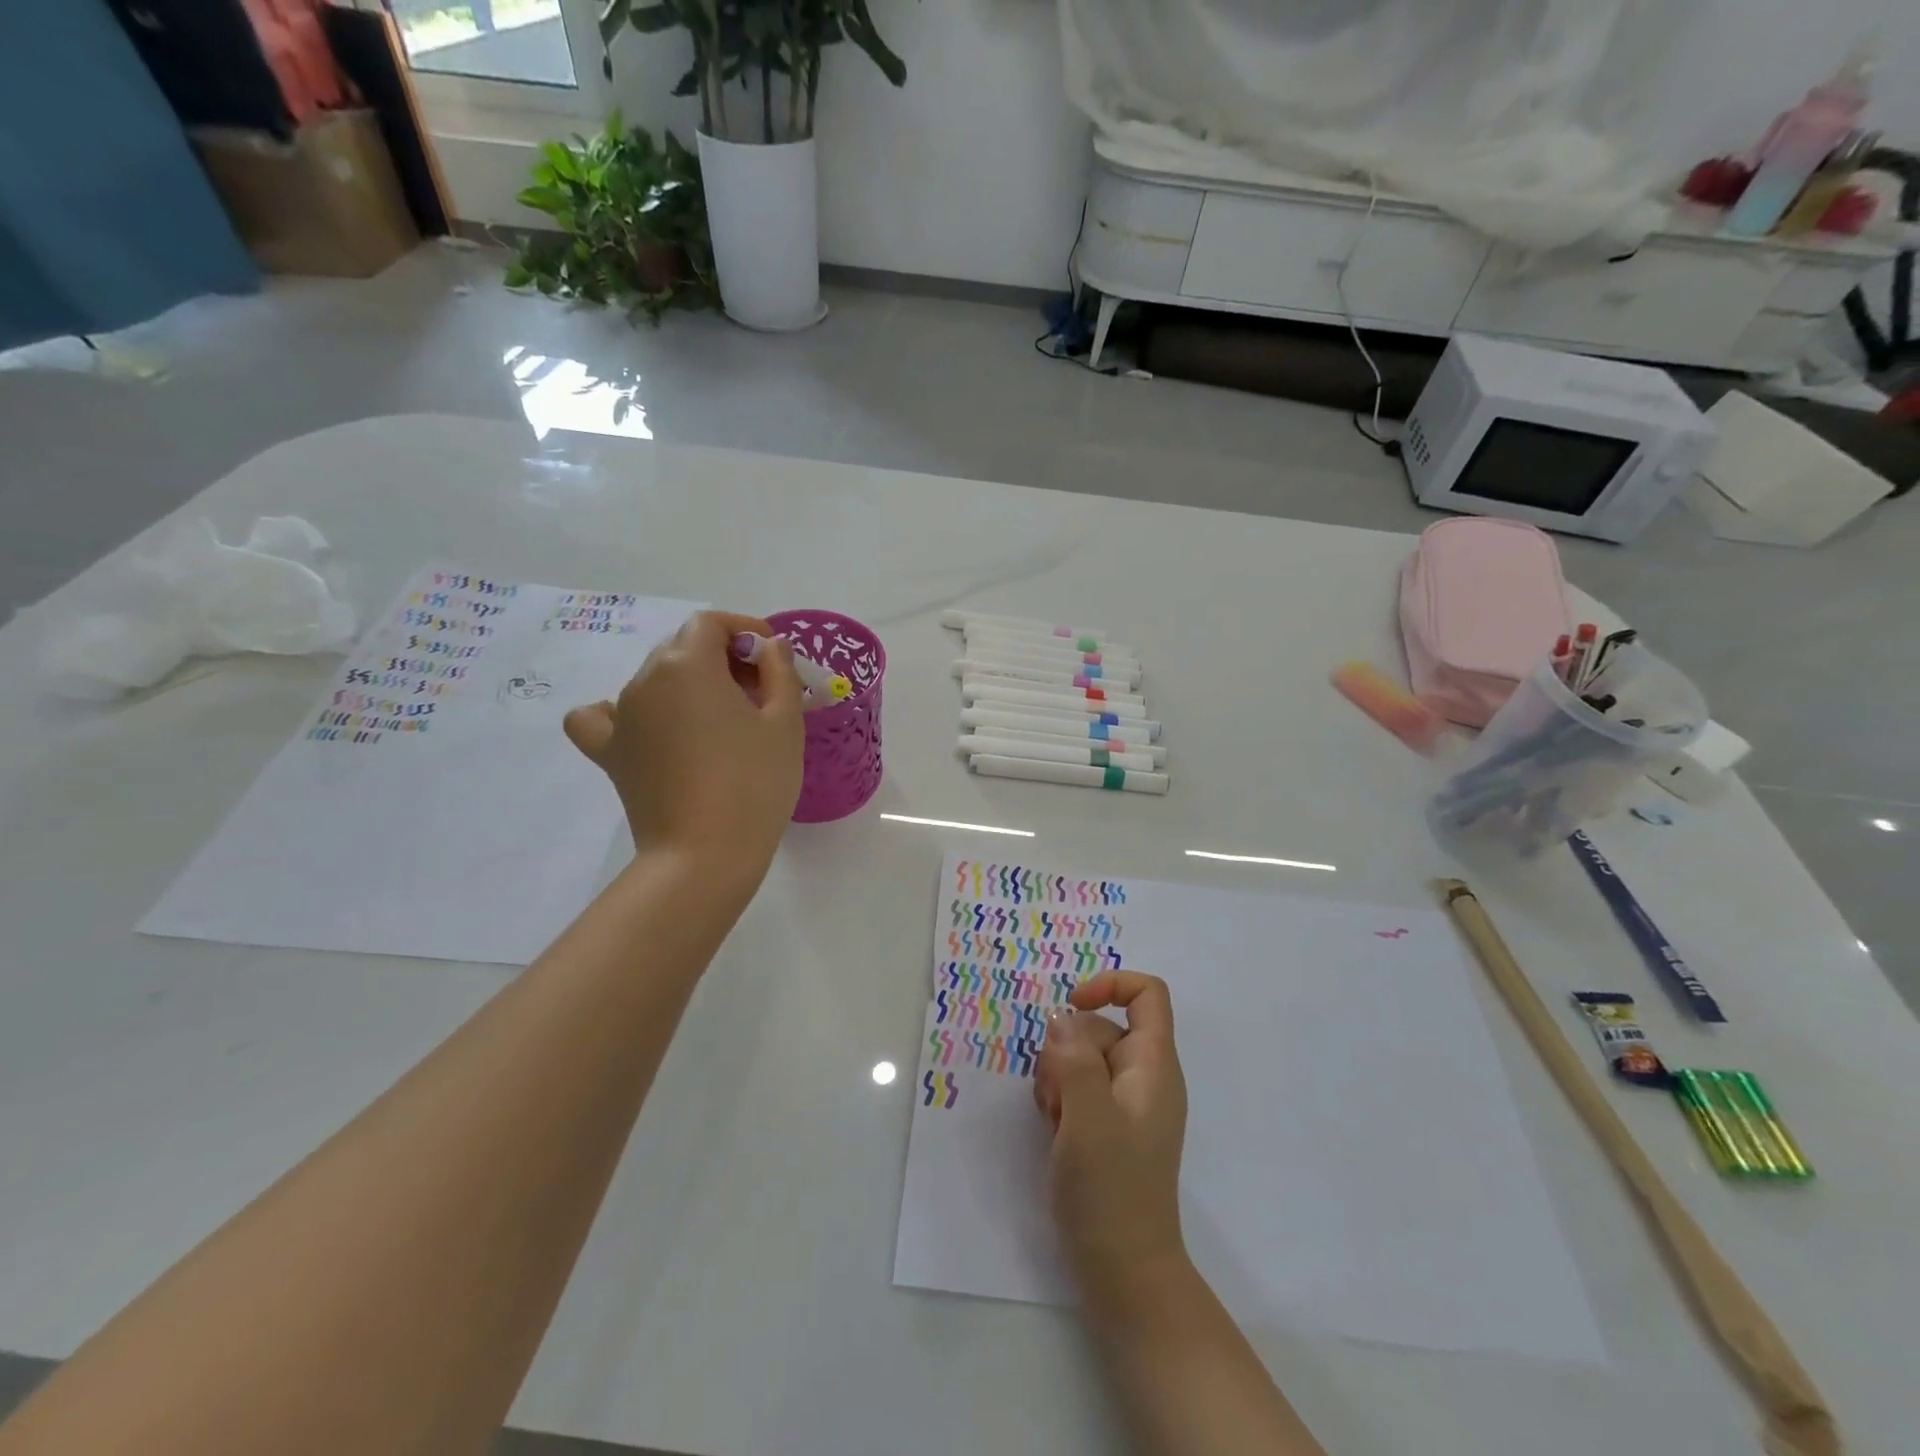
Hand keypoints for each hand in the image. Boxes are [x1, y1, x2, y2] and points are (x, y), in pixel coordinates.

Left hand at [563, 611, 803, 880]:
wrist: (704, 855)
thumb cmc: (754, 783)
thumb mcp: (784, 723)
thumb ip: (780, 672)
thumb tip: (771, 646)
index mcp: (688, 665)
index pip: (710, 623)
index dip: (744, 630)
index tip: (771, 657)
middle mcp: (645, 679)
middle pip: (683, 648)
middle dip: (722, 658)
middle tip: (759, 693)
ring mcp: (621, 716)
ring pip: (654, 679)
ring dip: (688, 685)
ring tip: (720, 720)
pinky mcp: (609, 752)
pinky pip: (602, 717)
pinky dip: (622, 714)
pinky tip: (646, 729)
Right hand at [1033, 972, 1188, 1297]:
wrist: (1123, 1271)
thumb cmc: (1111, 1191)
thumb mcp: (1088, 1118)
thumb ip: (1074, 1060)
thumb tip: (1061, 1019)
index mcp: (1153, 1064)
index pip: (1146, 994)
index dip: (1109, 985)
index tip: (1070, 1008)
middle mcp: (1142, 1075)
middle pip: (1099, 1025)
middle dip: (1067, 1049)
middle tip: (1058, 1098)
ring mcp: (1123, 1101)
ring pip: (1080, 1055)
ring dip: (1057, 1077)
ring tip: (1056, 1121)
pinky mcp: (1105, 1124)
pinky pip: (1076, 1086)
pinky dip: (1059, 1099)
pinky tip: (1054, 1132)